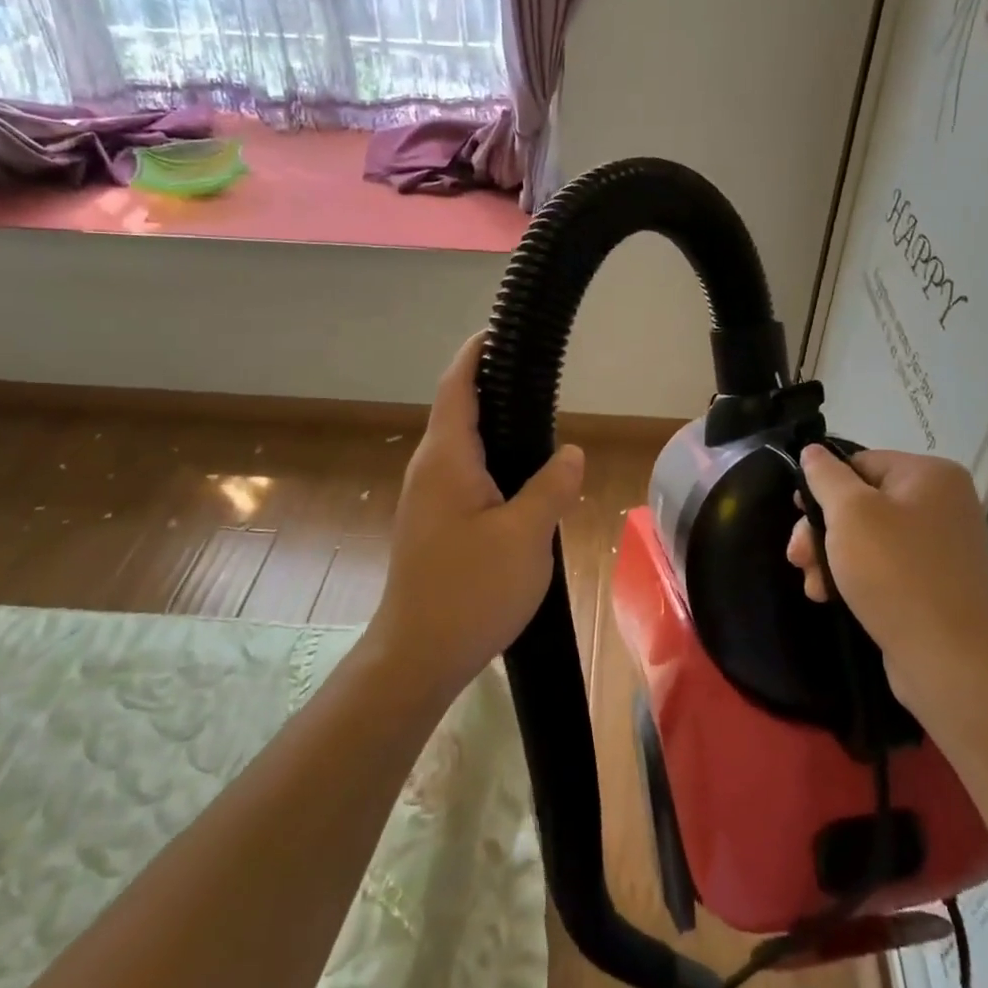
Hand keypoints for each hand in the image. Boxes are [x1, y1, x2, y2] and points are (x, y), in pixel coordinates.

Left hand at [368, 334, 584, 700]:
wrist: (418, 655)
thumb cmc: (470, 591)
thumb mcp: (526, 536)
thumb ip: (551, 487)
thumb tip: (570, 452)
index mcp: (446, 460)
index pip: (457, 387)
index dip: (476, 354)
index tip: (500, 331)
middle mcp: (430, 470)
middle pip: (458, 411)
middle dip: (492, 387)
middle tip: (540, 377)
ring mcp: (427, 498)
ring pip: (463, 446)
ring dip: (494, 426)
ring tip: (539, 421)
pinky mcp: (433, 523)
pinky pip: (464, 474)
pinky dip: (492, 459)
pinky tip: (522, 478)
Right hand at [787, 446, 987, 725]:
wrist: (949, 661)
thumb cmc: (895, 573)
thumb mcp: (849, 513)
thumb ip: (825, 476)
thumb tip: (813, 451)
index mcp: (931, 475)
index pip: (860, 462)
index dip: (823, 487)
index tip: (797, 515)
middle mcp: (944, 503)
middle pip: (862, 502)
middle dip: (822, 529)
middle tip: (797, 557)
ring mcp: (942, 546)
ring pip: (868, 537)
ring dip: (831, 557)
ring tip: (812, 584)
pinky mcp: (936, 583)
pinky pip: (886, 566)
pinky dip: (855, 577)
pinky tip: (829, 596)